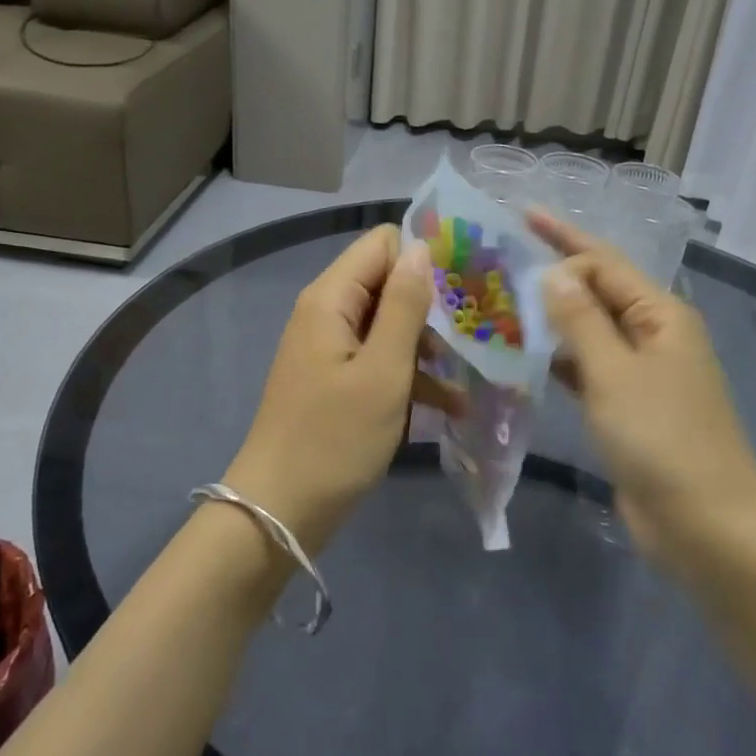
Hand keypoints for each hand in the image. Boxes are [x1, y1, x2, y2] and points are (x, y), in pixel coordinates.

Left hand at [223, 225, 449, 552]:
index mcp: (331, 298)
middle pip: (387, 283)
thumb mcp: (382, 371)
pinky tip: (448, 405)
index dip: (423, 257)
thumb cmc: (334, 439)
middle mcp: (327, 312)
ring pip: (388, 324)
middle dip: (431, 305)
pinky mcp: (336, 380)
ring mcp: (330, 348)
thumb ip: (405, 306)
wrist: (279, 511)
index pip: (382, 244)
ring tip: (467, 376)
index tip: (465, 286)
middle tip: (475, 333)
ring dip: (426, 346)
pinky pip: (378, 360)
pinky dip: (409, 375)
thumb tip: (422, 248)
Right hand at [531, 212, 755, 578]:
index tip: (518, 222)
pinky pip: (589, 368)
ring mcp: (641, 373)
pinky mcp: (628, 408)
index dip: (562, 238)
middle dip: (554, 275)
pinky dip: (560, 359)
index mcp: (660, 314)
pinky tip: (527, 355)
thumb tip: (553, 273)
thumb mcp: (615, 372)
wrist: (705, 524)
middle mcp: (654, 335)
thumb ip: (581, 320)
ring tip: (503, 302)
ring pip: (591, 331)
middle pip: (598, 291)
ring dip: (553, 317)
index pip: (605, 262)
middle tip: (501, 260)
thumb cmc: (662, 438)